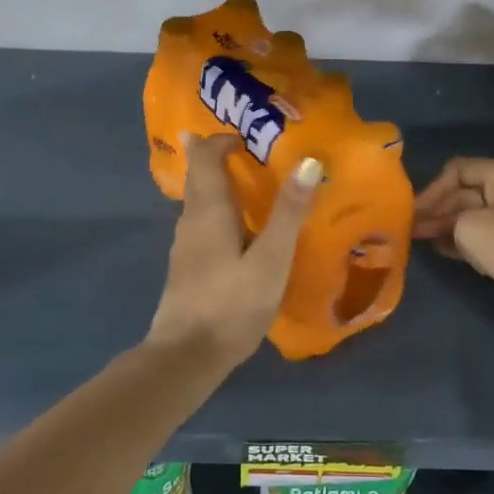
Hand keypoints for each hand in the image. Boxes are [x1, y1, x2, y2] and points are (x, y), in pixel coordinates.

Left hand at [147, 135, 321, 365]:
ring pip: (198, 200)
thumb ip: (288, 212)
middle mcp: (190, 220)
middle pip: (198, 175)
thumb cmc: (231, 304)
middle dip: (216, 156)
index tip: (247, 137)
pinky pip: (200, 222)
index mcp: (208, 209)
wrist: (185, 357)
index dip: (221, 140)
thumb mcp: (271, 259)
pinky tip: (236, 230)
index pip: (205, 156)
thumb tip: (309, 162)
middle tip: (247, 150)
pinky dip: (216, 210)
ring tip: (247, 185)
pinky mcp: (186, 267)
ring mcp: (184, 245)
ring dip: (216, 183)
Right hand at [413, 157, 493, 336]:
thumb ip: (446, 220)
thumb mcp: (467, 225)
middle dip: (438, 210)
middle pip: (465, 194)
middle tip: (413, 229)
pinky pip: (485, 238)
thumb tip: (438, 226)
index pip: (458, 169)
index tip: (414, 212)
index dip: (433, 188)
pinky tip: (444, 251)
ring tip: (421, 240)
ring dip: (448, 227)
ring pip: (473, 217)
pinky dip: (464, 243)